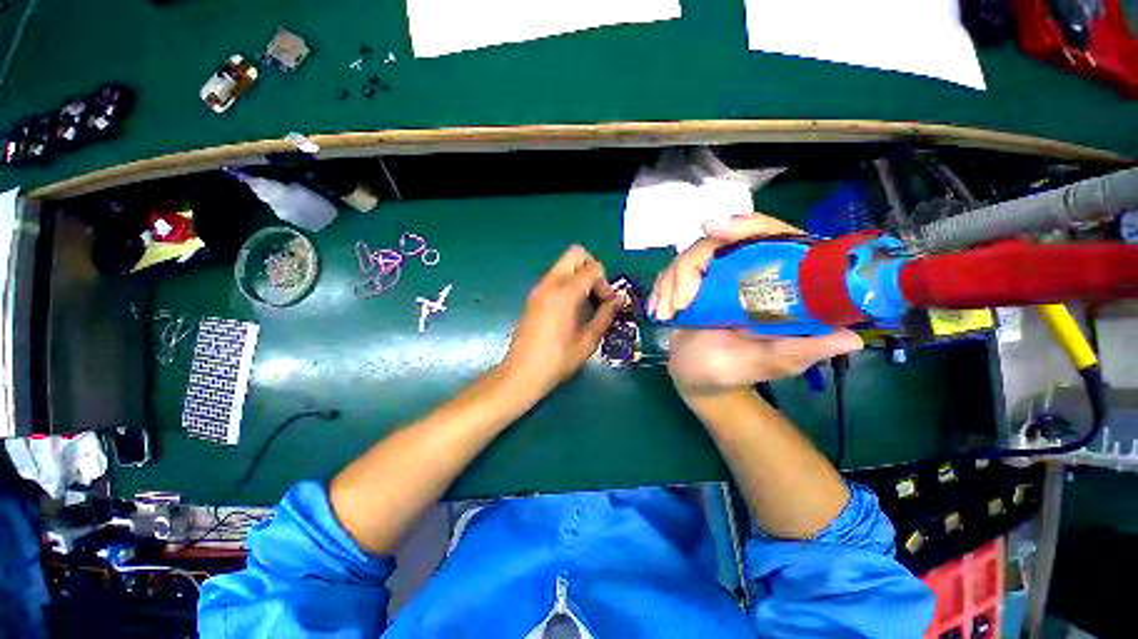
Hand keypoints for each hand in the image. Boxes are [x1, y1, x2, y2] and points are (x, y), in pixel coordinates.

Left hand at [503, 245, 621, 392]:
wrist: (522, 373)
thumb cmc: (558, 359)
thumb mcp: (588, 339)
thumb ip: (606, 315)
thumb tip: (619, 299)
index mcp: (565, 292)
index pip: (593, 268)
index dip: (606, 283)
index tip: (607, 304)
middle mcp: (550, 283)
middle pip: (576, 254)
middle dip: (592, 268)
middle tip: (597, 293)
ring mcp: (539, 289)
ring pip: (564, 264)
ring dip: (580, 276)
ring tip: (587, 303)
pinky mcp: (533, 297)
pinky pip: (555, 278)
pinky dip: (568, 283)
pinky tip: (572, 309)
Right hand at [648, 214, 862, 396]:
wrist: (698, 378)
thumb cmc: (735, 371)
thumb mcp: (770, 363)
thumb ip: (801, 351)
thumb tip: (849, 337)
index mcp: (773, 282)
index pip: (770, 236)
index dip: (747, 226)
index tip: (715, 230)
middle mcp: (742, 272)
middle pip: (718, 241)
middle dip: (691, 266)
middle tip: (680, 299)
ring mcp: (711, 277)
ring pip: (688, 256)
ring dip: (672, 283)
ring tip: (668, 314)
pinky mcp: (687, 285)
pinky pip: (669, 272)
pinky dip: (660, 289)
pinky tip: (659, 311)